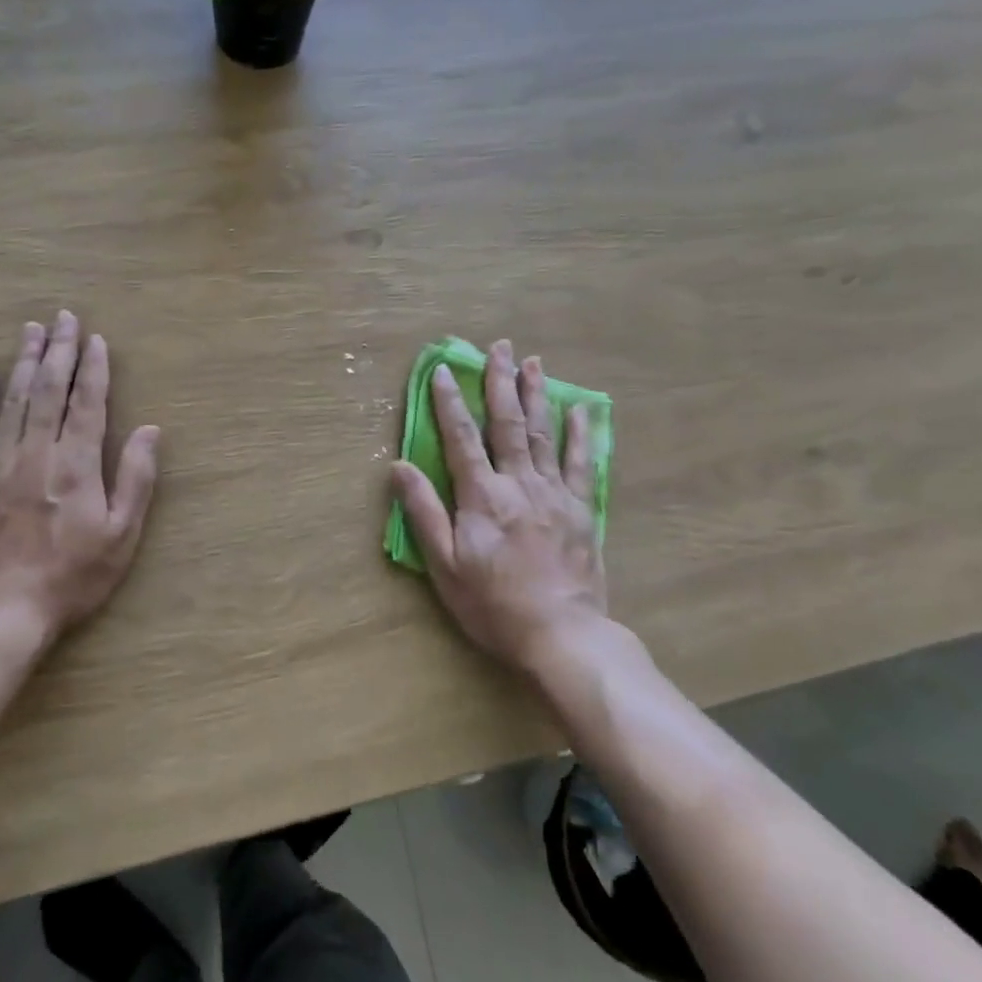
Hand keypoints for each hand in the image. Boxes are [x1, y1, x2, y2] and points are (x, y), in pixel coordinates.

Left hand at [0, 312, 159, 644]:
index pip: (88, 402)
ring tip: (31, 329)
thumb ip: (135, 479)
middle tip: (63, 317)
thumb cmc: (69, 577)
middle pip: (50, 389)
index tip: (96, 339)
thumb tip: (150, 430)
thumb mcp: (121, 536)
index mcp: (77, 464)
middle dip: (59, 350)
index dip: (94, 368)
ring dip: (24, 361)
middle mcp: (37, 452)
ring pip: (14, 399)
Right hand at [391, 339, 608, 674]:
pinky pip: (582, 463)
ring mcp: (555, 494)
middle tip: (499, 346)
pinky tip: (579, 410)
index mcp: (482, 496)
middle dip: (501, 381)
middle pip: (507, 423)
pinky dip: (580, 434)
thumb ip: (423, 512)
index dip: (450, 402)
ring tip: (533, 362)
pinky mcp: (582, 509)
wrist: (561, 635)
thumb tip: (399, 466)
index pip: (461, 438)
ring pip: (542, 433)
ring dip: (536, 394)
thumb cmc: (494, 604)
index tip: (444, 369)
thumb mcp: (445, 566)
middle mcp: (519, 484)